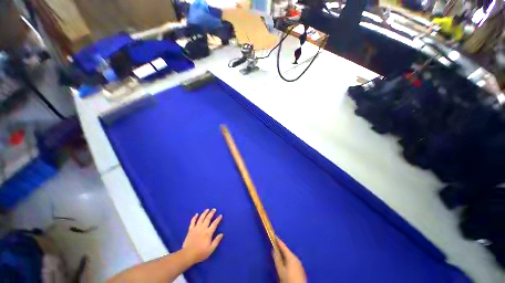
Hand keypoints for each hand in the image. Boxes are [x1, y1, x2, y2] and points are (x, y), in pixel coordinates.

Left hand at [182, 208, 223, 263]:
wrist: (188, 255)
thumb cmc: (200, 253)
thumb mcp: (211, 249)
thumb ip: (216, 241)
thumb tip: (221, 234)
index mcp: (208, 233)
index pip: (214, 224)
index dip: (218, 219)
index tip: (220, 215)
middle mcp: (203, 228)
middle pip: (208, 218)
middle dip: (211, 213)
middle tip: (214, 209)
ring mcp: (196, 228)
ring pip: (201, 218)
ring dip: (204, 213)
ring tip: (207, 209)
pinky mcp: (190, 230)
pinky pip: (192, 222)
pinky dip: (194, 217)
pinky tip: (196, 214)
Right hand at [272, 238, 306, 282]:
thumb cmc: (289, 279)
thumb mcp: (281, 270)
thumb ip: (277, 260)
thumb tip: (273, 251)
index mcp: (291, 257)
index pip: (283, 246)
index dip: (278, 241)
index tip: (274, 236)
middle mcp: (296, 258)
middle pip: (287, 251)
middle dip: (282, 249)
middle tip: (276, 246)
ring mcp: (299, 263)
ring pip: (290, 256)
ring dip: (285, 255)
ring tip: (279, 254)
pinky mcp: (300, 268)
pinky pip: (293, 261)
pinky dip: (288, 259)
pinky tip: (286, 263)